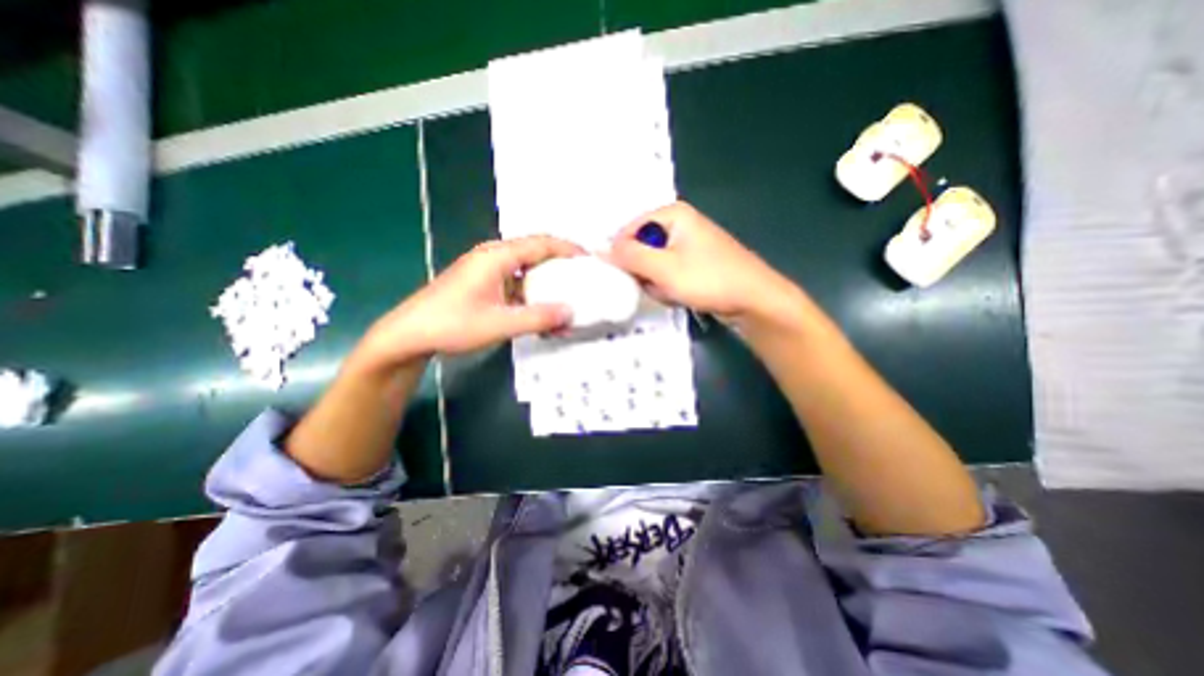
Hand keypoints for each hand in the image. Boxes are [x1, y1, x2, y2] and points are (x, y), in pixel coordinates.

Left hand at [351, 236, 581, 373]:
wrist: (409, 335)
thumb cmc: (452, 324)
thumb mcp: (500, 324)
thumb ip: (538, 318)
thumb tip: (571, 313)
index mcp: (497, 256)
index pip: (542, 243)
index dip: (568, 249)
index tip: (590, 260)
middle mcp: (493, 256)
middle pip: (535, 252)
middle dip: (561, 264)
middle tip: (583, 278)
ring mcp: (486, 270)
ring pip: (526, 268)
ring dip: (547, 281)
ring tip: (567, 295)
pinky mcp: (483, 284)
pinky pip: (515, 282)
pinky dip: (532, 293)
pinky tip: (541, 310)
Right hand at [613, 200, 797, 325]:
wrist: (753, 300)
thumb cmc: (708, 279)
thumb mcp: (663, 268)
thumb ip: (629, 256)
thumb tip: (601, 250)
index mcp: (672, 214)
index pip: (628, 230)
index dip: (623, 255)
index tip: (628, 277)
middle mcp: (680, 223)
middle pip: (641, 248)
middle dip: (644, 272)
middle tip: (658, 285)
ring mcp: (689, 243)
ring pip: (653, 265)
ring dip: (657, 282)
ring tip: (673, 291)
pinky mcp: (695, 262)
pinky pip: (668, 273)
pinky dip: (669, 286)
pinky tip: (681, 294)